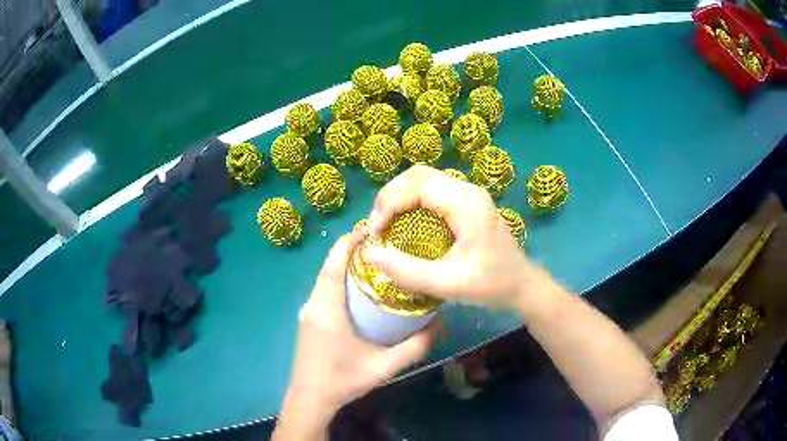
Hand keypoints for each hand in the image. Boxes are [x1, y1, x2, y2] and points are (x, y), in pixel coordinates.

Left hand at [274, 230, 439, 439]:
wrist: (310, 399)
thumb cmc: (343, 381)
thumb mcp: (384, 367)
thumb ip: (415, 347)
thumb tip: (439, 322)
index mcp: (327, 309)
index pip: (334, 263)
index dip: (350, 241)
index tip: (372, 229)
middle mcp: (313, 304)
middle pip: (329, 266)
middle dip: (352, 249)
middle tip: (383, 246)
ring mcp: (307, 312)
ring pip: (325, 278)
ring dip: (345, 265)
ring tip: (376, 263)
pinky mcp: (308, 320)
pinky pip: (324, 290)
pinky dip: (339, 280)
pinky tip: (360, 290)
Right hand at [364, 165, 533, 309]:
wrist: (522, 285)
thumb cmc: (491, 285)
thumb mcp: (448, 284)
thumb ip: (408, 272)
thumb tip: (369, 255)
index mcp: (467, 204)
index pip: (417, 184)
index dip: (389, 203)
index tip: (376, 234)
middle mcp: (468, 190)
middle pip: (418, 175)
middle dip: (390, 197)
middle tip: (377, 228)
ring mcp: (468, 194)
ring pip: (422, 179)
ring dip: (398, 197)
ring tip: (385, 225)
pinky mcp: (467, 202)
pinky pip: (431, 190)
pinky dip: (410, 202)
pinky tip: (404, 223)